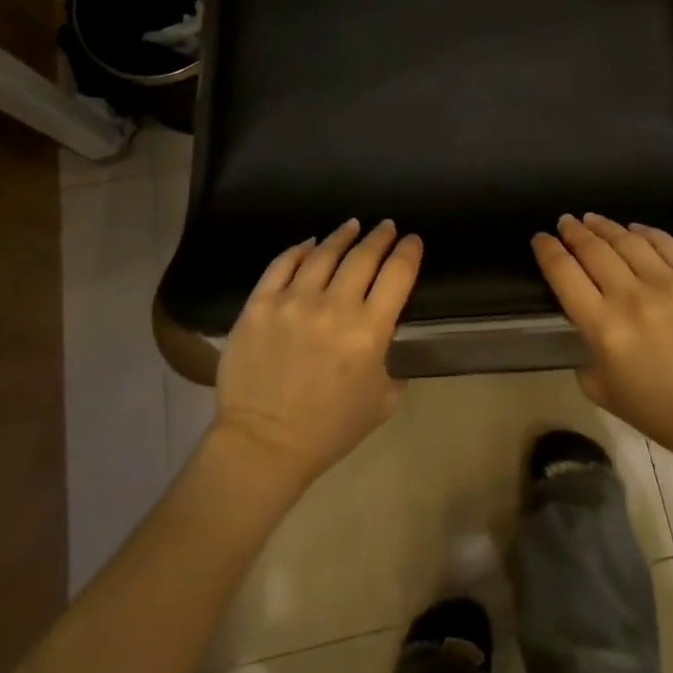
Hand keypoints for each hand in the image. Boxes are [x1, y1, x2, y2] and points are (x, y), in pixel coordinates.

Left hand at [211, 219, 421, 489]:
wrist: (263, 445)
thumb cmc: (329, 429)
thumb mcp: (381, 401)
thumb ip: (392, 362)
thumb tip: (387, 333)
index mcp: (369, 332)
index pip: (397, 274)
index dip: (408, 252)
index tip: (412, 240)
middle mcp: (334, 307)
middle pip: (363, 256)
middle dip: (380, 237)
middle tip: (386, 226)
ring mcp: (294, 301)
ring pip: (324, 253)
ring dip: (342, 236)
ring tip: (351, 226)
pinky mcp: (260, 304)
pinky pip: (282, 263)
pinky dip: (299, 249)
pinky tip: (310, 244)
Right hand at [533, 213, 672, 462]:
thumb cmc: (662, 412)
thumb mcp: (604, 391)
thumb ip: (585, 353)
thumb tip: (585, 322)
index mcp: (603, 328)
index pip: (564, 274)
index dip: (547, 251)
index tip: (540, 238)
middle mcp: (631, 297)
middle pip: (592, 250)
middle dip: (573, 232)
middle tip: (565, 221)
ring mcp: (669, 283)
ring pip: (627, 240)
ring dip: (604, 226)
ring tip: (593, 219)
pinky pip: (666, 243)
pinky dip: (645, 232)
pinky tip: (634, 229)